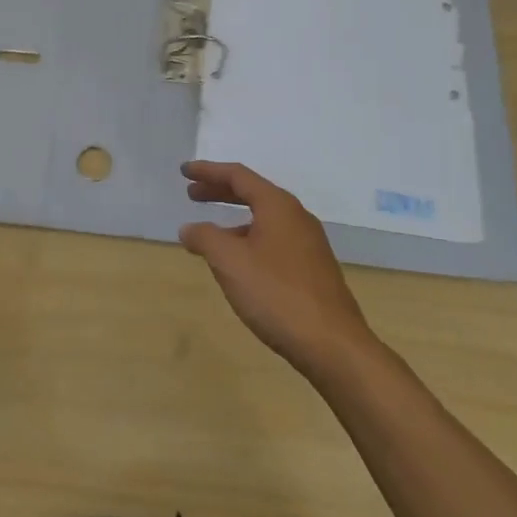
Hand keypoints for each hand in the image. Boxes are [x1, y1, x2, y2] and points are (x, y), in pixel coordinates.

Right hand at [179, 162, 374, 379]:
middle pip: (252, 193)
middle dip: (220, 192)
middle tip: (192, 195)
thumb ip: (205, 238)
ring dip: (234, 218)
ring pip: (264, 219)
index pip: (238, 176)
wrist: (333, 345)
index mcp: (278, 206)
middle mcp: (296, 217)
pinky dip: (250, 238)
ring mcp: (309, 243)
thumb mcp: (230, 262)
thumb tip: (189, 228)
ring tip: (210, 234)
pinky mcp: (313, 268)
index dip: (208, 171)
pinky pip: (274, 239)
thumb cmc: (276, 294)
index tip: (184, 171)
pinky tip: (240, 263)